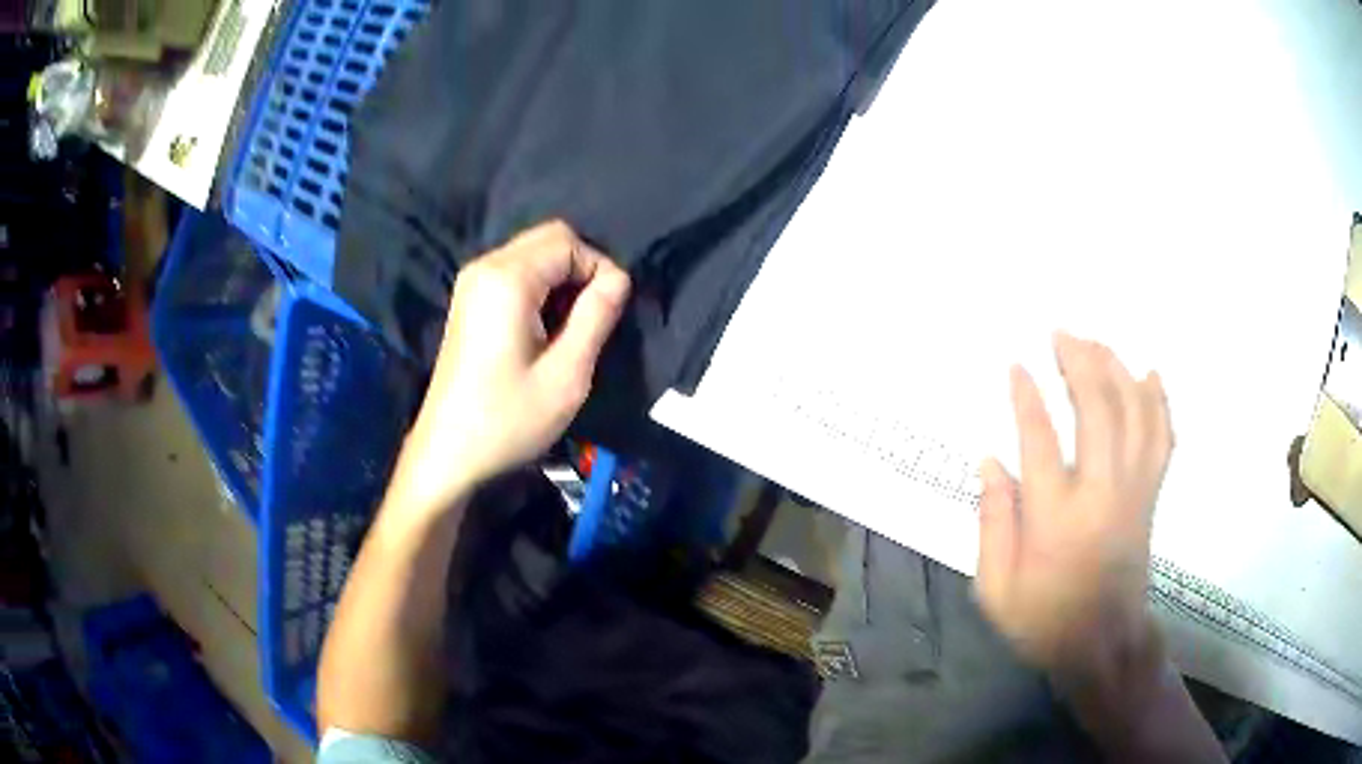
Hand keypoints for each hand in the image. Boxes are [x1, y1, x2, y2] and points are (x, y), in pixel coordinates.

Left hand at [389, 220, 630, 512]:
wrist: (448, 454)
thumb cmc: (508, 419)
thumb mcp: (567, 374)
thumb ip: (597, 316)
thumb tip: (618, 279)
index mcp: (507, 278)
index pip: (568, 242)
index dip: (599, 270)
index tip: (608, 315)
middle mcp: (485, 266)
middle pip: (549, 239)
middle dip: (581, 270)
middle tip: (591, 320)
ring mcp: (471, 282)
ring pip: (533, 255)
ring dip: (561, 282)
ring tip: (569, 330)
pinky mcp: (468, 301)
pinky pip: (515, 274)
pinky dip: (540, 290)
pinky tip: (543, 332)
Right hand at [975, 333, 1171, 676]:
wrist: (1103, 644)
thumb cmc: (1043, 619)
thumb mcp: (995, 590)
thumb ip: (992, 523)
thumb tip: (990, 461)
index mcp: (1056, 519)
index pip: (1040, 440)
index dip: (1026, 396)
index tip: (1016, 364)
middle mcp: (1101, 493)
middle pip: (1098, 410)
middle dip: (1079, 362)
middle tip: (1061, 333)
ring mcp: (1134, 491)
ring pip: (1134, 413)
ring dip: (1117, 369)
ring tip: (1097, 342)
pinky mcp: (1151, 495)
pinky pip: (1163, 438)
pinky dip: (1159, 401)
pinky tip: (1150, 374)